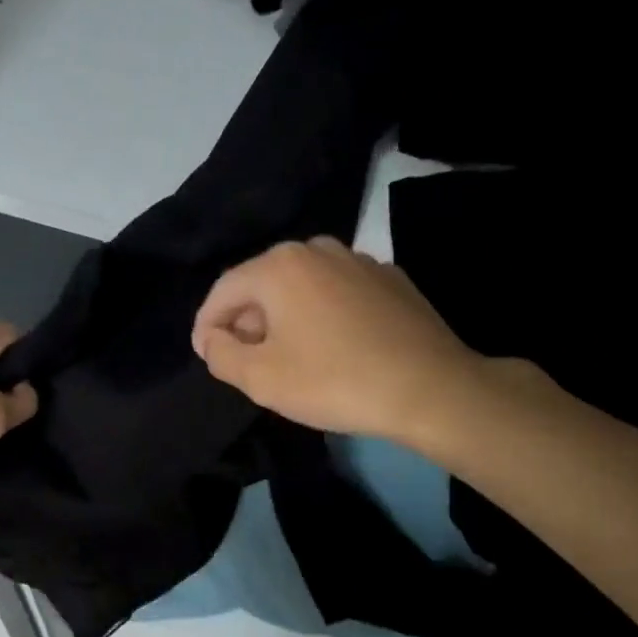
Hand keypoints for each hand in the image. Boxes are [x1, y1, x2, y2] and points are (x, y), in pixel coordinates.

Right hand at [192, 237, 481, 443]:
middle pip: (262, 284)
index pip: (223, 291)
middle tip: (245, 360)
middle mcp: (317, 249)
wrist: (430, 388)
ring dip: (284, 317)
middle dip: (246, 321)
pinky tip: (332, 347)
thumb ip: (221, 355)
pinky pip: (337, 293)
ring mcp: (359, 260)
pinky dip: (322, 314)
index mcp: (279, 265)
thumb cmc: (334, 381)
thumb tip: (214, 338)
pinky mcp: (390, 279)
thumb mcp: (260, 379)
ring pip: (301, 286)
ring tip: (288, 355)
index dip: (206, 325)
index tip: (207, 356)